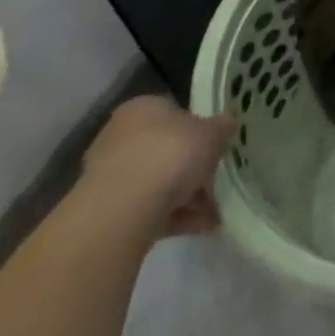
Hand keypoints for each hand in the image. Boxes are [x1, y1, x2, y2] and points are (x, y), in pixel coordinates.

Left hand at [80, 96, 233, 239]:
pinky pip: (147, 209)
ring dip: (186, 197)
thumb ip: (223, 126)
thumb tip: (229, 121)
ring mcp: (109, 175)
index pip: (173, 112)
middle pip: (164, 150)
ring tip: (215, 213)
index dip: (198, 129)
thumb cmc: (172, 154)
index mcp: (143, 108)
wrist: (123, 209)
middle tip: (217, 180)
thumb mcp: (213, 133)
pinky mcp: (106, 211)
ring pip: (156, 182)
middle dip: (192, 168)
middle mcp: (120, 136)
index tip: (216, 146)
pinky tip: (200, 227)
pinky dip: (173, 217)